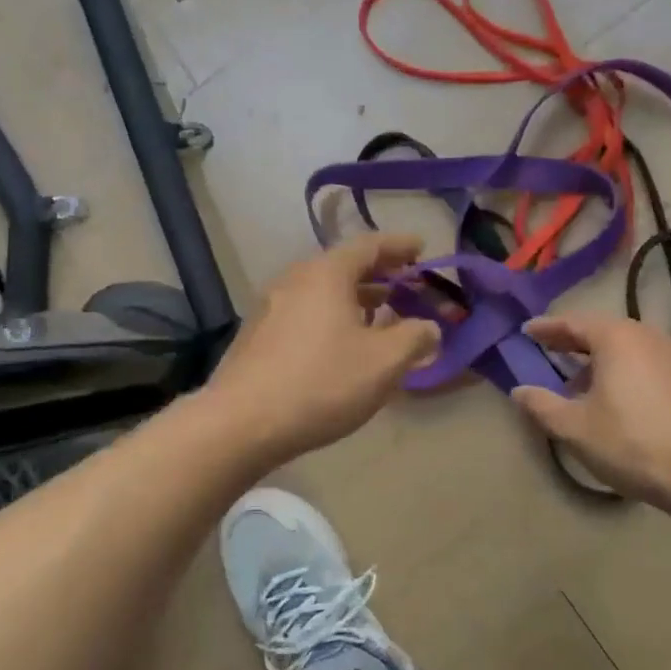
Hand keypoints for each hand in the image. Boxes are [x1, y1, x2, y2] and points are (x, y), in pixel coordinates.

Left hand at [205, 234, 440, 464]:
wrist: (241, 424)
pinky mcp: (259, 336)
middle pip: (344, 265)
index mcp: (326, 274)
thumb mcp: (383, 362)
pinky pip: (306, 312)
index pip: (369, 245)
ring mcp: (271, 308)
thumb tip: (429, 328)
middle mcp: (295, 280)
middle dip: (380, 272)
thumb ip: (415, 338)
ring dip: (356, 296)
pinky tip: (344, 342)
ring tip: (382, 311)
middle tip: (407, 280)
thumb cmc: (321, 383)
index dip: (399, 245)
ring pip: (323, 291)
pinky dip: (333, 315)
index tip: (422, 247)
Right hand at [510, 313, 670, 517]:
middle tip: (549, 352)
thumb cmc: (634, 442)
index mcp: (616, 337)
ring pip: (628, 350)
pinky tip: (621, 403)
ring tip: (582, 386)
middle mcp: (648, 336)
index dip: (546, 328)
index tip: (526, 331)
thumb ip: (542, 405)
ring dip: (601, 363)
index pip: (572, 322)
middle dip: (573, 344)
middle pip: (602, 332)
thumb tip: (519, 391)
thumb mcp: (576, 428)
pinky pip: (648, 366)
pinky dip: (626, 374)